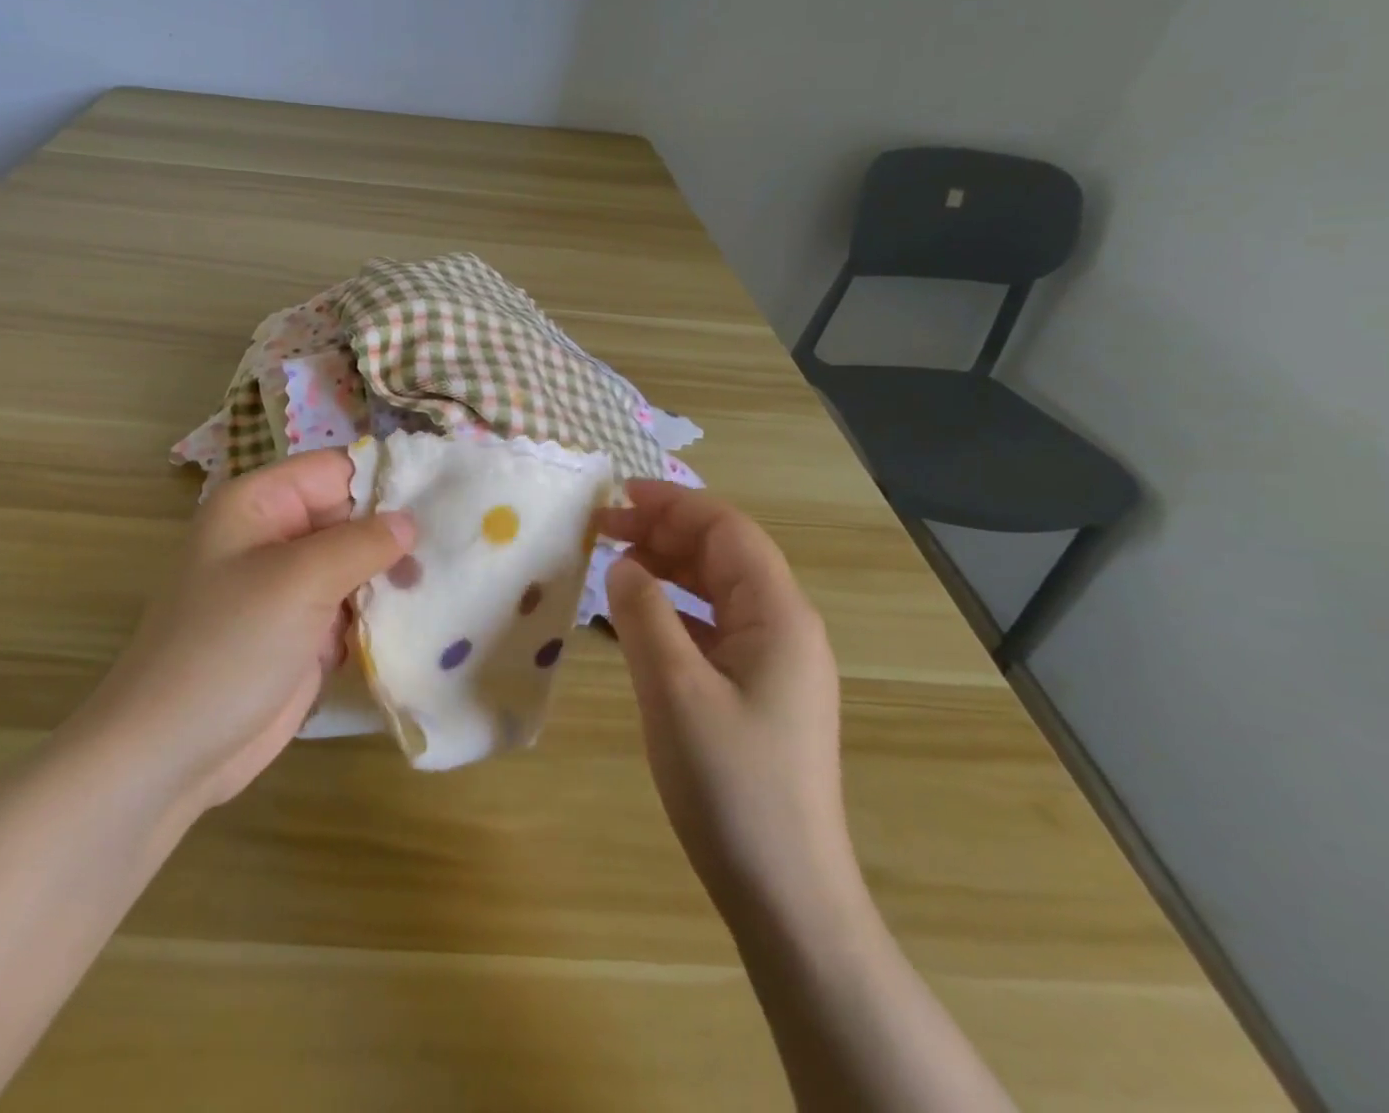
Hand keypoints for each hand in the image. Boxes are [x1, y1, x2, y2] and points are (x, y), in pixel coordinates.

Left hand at [88, 451, 413, 813]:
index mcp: (259, 504)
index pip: (335, 470)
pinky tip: (420, 618)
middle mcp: (274, 537)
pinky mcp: (302, 632)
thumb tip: (409, 520)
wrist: (172, 752)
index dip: (385, 479)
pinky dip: (380, 613)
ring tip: (442, 584)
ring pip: (356, 564)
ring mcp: (289, 587)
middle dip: (394, 534)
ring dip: (392, 577)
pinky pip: (351, 607)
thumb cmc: (229, 646)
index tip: (443, 498)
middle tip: (452, 549)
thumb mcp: (299, 580)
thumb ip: (361, 542)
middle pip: (349, 516)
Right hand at [595, 481, 849, 914]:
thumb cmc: (730, 784)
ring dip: (670, 567)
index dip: (672, 503)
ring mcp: (776, 662)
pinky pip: (716, 626)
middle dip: (665, 532)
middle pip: (725, 554)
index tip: (615, 497)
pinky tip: (642, 619)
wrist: (785, 892)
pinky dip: (676, 608)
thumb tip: (622, 564)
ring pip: (719, 589)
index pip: (726, 530)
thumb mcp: (674, 689)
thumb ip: (644, 614)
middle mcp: (785, 628)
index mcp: (779, 616)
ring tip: (617, 564)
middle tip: (603, 530)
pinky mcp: (760, 691)